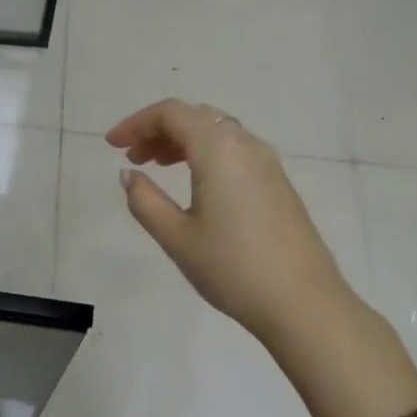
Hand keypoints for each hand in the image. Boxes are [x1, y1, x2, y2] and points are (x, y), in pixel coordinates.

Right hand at [107, 100, 356, 358]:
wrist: (303, 303)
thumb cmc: (232, 268)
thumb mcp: (176, 237)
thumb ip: (145, 200)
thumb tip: (129, 175)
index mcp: (218, 149)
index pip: (171, 113)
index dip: (136, 123)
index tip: (112, 145)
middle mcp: (245, 144)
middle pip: (195, 117)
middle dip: (158, 129)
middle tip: (132, 156)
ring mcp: (267, 162)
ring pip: (217, 132)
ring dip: (182, 140)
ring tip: (157, 166)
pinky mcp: (278, 182)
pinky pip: (234, 150)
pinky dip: (205, 153)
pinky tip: (194, 183)